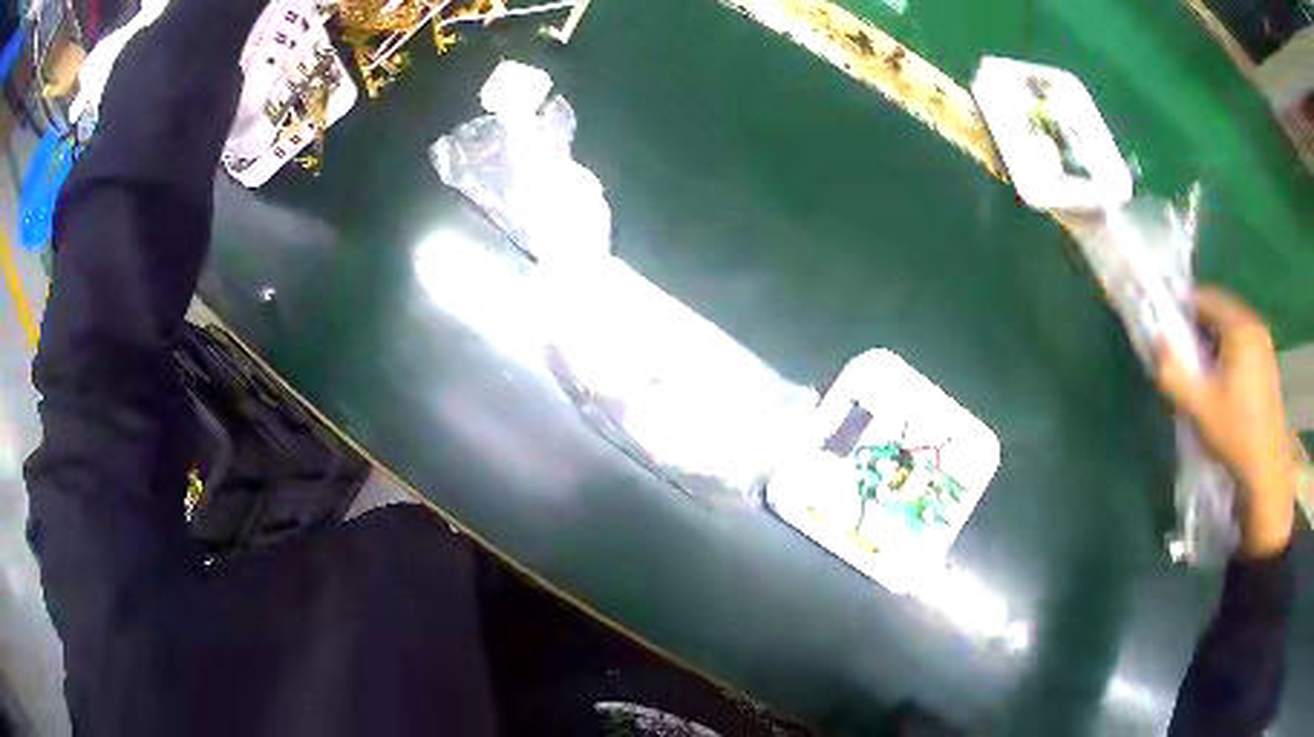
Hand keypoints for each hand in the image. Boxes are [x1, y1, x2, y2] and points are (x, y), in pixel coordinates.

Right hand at [1156, 287, 1294, 558]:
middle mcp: (1254, 325)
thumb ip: (1172, 372)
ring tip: (1202, 375)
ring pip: (1231, 329)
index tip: (1168, 335)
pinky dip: (1227, 354)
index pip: (1204, 297)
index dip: (1182, 311)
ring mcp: (1264, 345)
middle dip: (1198, 329)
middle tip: (1183, 358)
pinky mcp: (1268, 364)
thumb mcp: (1198, 408)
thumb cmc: (1234, 435)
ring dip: (1213, 344)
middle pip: (1219, 311)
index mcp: (1240, 326)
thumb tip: (1154, 341)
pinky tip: (1222, 386)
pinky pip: (1242, 345)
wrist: (1265, 471)